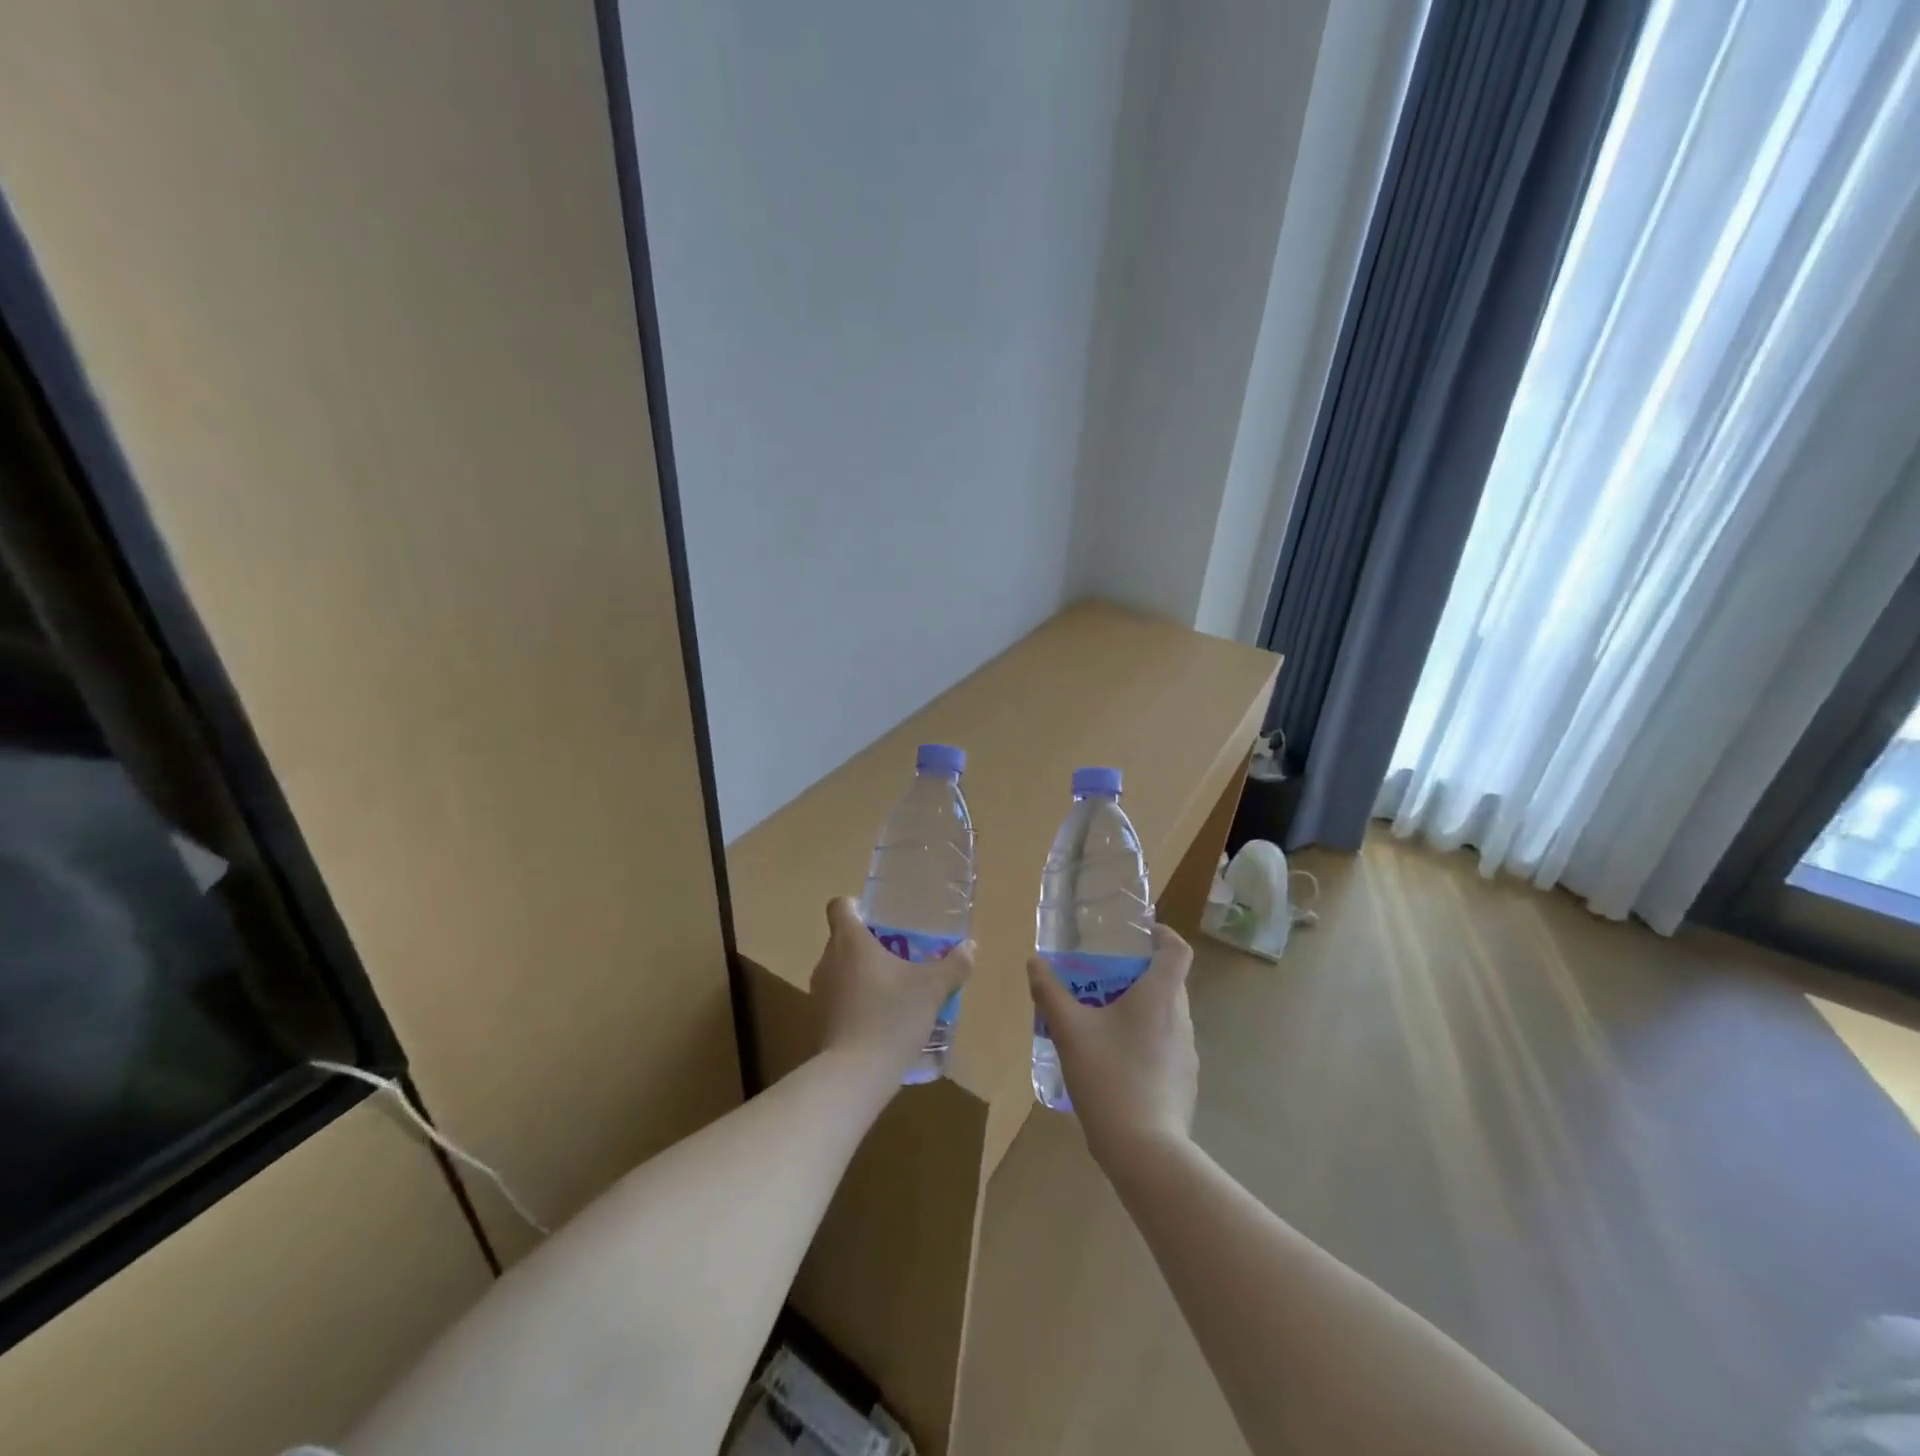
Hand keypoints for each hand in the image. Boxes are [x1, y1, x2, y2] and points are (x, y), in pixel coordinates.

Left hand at [811, 896, 971, 1078]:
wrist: (854, 1075)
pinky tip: (883, 1019)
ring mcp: (820, 992)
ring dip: (863, 974)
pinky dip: (857, 1001)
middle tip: (901, 953)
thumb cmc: (891, 1017)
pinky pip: (839, 998)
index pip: (840, 906)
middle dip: (870, 943)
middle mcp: (828, 960)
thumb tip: (970, 948)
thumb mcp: (932, 989)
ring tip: (895, 988)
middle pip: (843, 938)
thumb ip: (953, 965)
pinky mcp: (819, 1021)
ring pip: (841, 969)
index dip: (856, 906)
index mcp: (850, 941)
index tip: (880, 918)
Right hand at [1027, 924, 1197, 1167]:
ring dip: (1141, 1008)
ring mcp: (1187, 1053)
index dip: (1163, 935)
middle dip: (1140, 973)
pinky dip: (1145, 1039)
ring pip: (1167, 1015)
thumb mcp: (1070, 1031)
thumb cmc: (1109, 1078)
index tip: (1141, 933)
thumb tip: (1034, 963)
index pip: (1178, 950)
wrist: (1146, 1151)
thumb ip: (1050, 993)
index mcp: (1160, 996)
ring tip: (1104, 1019)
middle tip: (1104, 977)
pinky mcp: (1185, 1082)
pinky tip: (1116, 1061)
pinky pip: (1166, 1045)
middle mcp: (1181, 1019)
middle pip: (1170, 981)